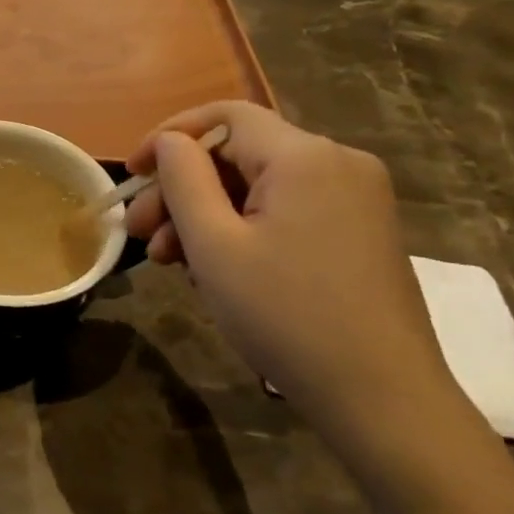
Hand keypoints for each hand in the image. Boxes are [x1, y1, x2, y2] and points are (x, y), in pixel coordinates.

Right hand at [123, 102, 473, 466]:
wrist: (381, 398)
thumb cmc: (284, 315)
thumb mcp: (213, 245)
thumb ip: (183, 179)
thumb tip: (169, 141)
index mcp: (304, 157)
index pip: (224, 116)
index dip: (169, 136)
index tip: (132, 173)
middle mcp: (338, 163)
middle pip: (238, 154)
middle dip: (181, 189)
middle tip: (141, 235)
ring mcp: (356, 198)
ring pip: (258, 186)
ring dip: (206, 215)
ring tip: (171, 262)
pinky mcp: (360, 231)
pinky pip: (285, 210)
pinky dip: (242, 229)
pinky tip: (216, 269)